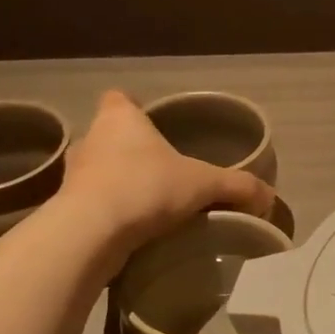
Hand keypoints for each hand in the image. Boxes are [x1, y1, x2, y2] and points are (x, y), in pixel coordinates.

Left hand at [61, 90, 275, 248]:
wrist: (90, 234)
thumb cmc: (146, 188)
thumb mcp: (204, 184)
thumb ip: (238, 186)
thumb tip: (269, 196)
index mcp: (120, 119)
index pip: (119, 99)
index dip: (133, 107)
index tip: (151, 124)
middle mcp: (91, 140)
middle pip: (109, 136)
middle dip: (130, 150)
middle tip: (160, 170)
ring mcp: (73, 176)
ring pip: (98, 171)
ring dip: (117, 183)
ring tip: (147, 204)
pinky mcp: (65, 210)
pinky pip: (91, 204)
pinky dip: (107, 213)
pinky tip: (130, 230)